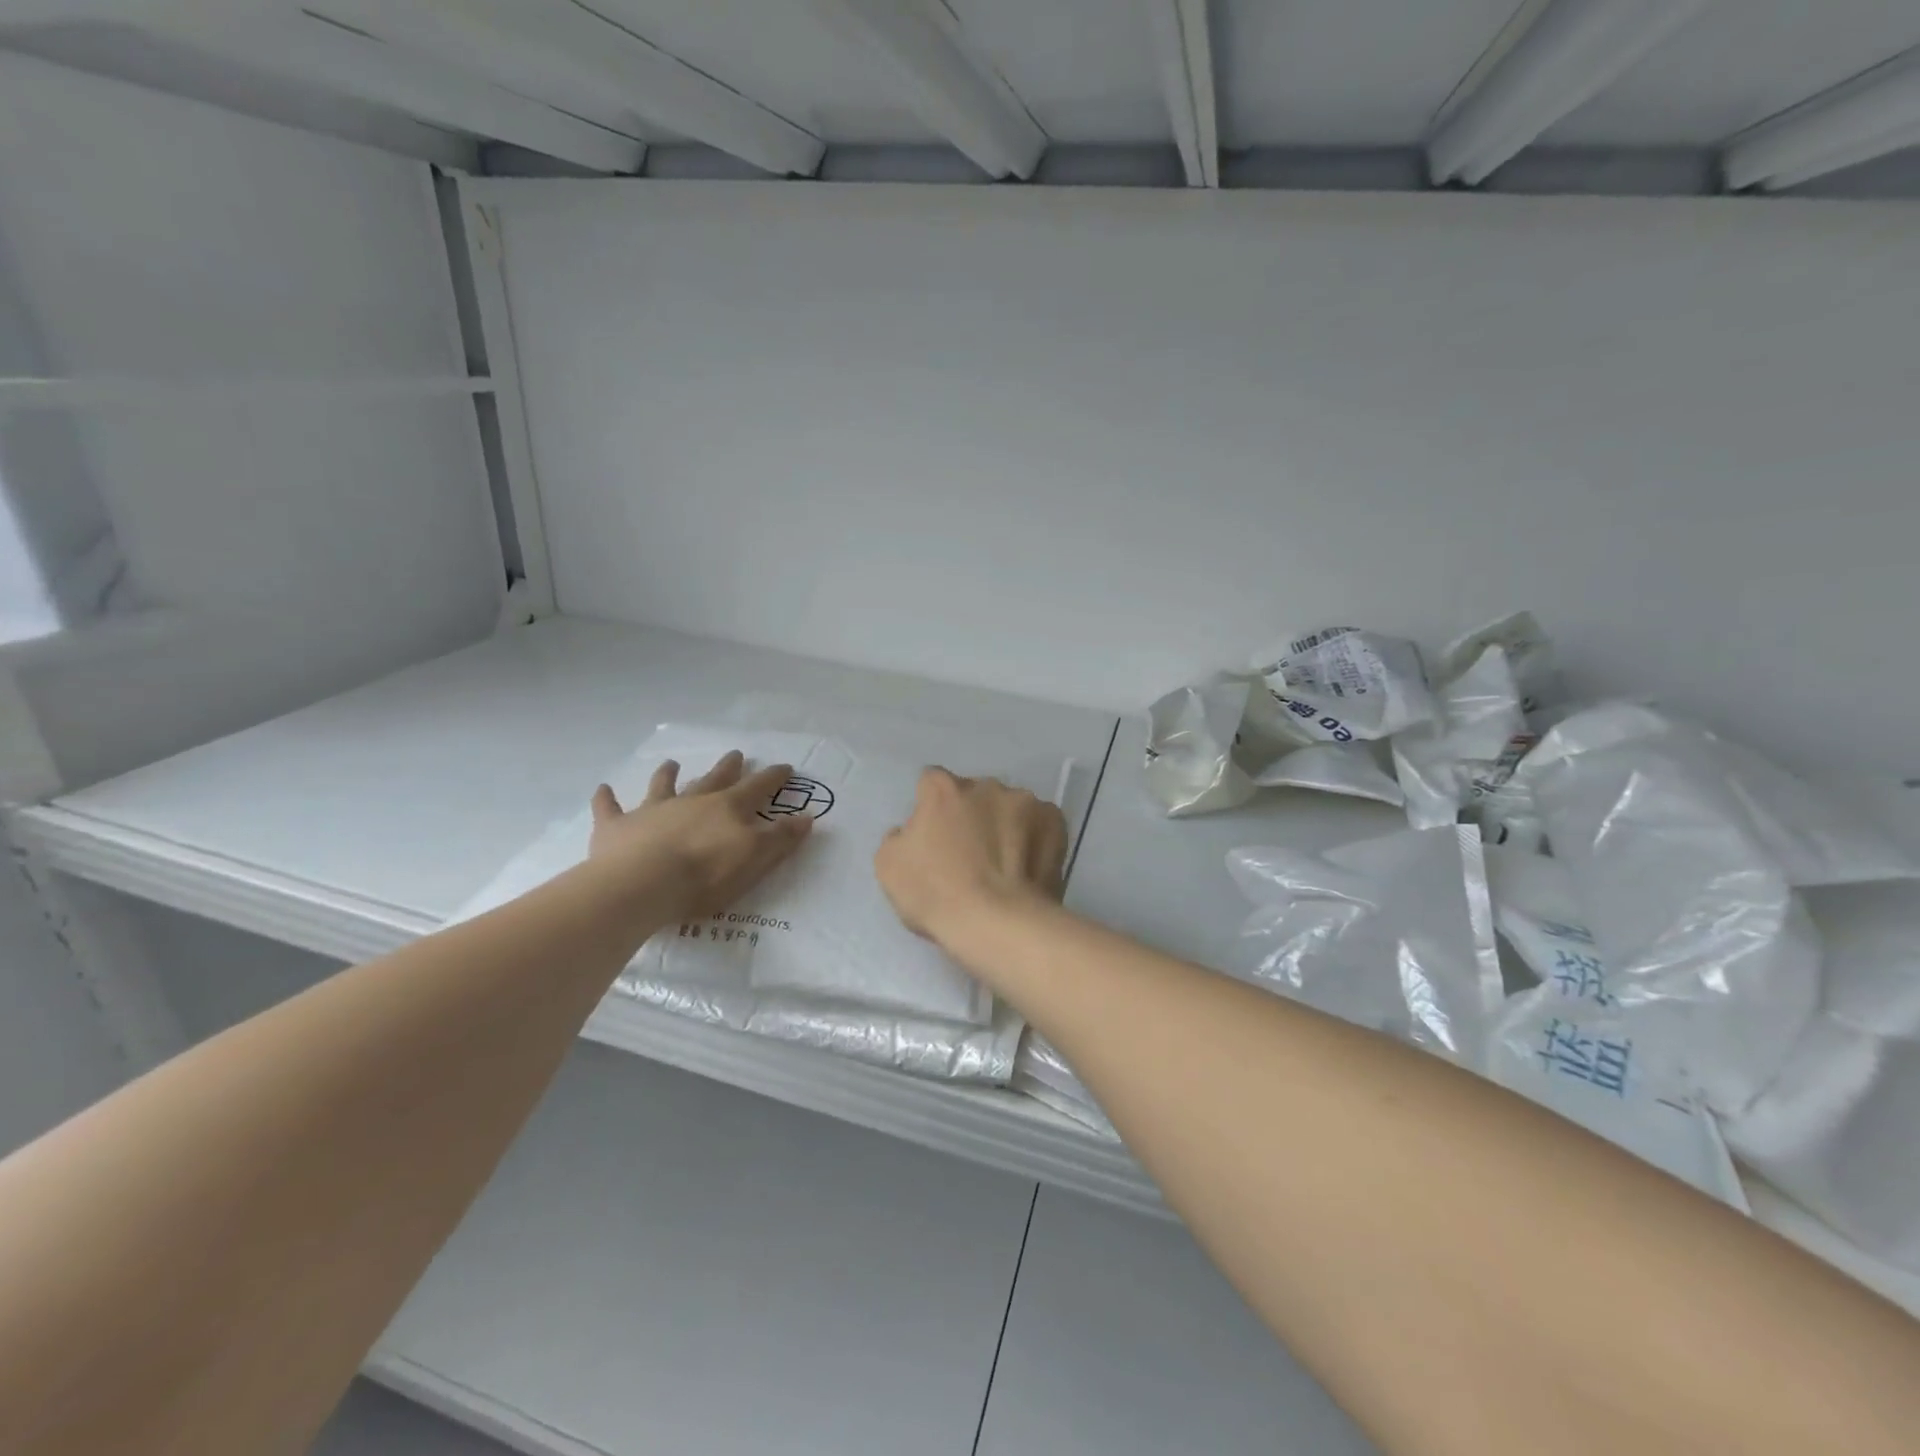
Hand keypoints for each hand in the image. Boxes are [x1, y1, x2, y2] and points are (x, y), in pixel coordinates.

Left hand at [588, 751, 813, 927]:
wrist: (642, 885)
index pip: (757, 788)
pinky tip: (603, 788)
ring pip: (662, 786)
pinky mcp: (617, 827)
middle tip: (736, 754)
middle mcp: (691, 801)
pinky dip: (607, 798)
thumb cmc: (705, 875)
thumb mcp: (755, 858)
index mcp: (727, 808)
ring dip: (669, 774)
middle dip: (727, 768)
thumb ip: (781, 838)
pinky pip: (610, 808)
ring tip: (672, 763)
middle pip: (713, 779)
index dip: (773, 778)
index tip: (786, 767)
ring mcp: (652, 811)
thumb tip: (806, 816)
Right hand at [875, 768, 1066, 946]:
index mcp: (943, 789)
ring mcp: (1025, 801)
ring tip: (1005, 864)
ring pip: (1010, 806)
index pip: (931, 782)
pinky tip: (1029, 866)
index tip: (935, 834)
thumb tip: (914, 830)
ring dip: (1005, 824)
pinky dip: (1034, 838)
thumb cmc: (936, 895)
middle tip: (971, 852)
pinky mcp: (1055, 823)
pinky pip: (1040, 824)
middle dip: (972, 814)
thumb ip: (900, 836)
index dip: (931, 806)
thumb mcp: (889, 866)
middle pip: (974, 793)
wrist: (998, 924)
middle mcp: (985, 785)